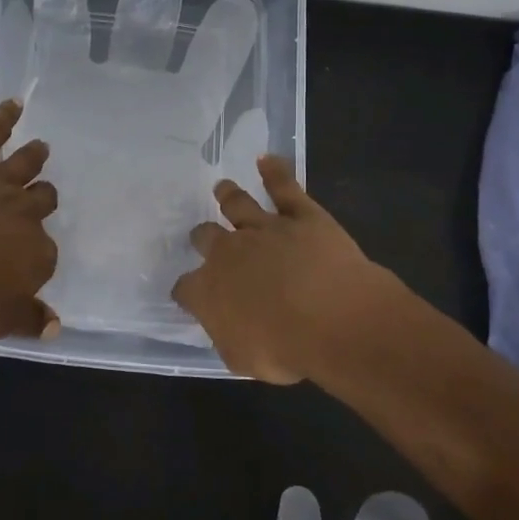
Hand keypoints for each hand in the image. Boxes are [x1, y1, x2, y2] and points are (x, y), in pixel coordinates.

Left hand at [0, 99, 60, 339]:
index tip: (24, 255)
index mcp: (38, 254)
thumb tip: (56, 326)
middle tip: (38, 196)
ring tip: (41, 147)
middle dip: (42, 198)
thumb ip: (29, 320)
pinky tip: (13, 104)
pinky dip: (4, 116)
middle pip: (44, 199)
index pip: (46, 251)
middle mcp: (27, 213)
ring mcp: (0, 181)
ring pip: (27, 162)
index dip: (35, 252)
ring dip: (35, 155)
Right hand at [174, 157, 408, 382]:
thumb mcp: (244, 360)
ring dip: (229, 195)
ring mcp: (263, 229)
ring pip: (238, 204)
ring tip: (222, 187)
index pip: (186, 288)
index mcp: (209, 291)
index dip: (187, 290)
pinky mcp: (300, 215)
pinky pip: (284, 187)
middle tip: (204, 236)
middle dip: (203, 237)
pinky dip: (275, 172)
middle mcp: (228, 253)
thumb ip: (228, 337)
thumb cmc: (286, 350)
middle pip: (206, 237)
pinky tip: (267, 159)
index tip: (189, 293)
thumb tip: (225, 326)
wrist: (333, 318)